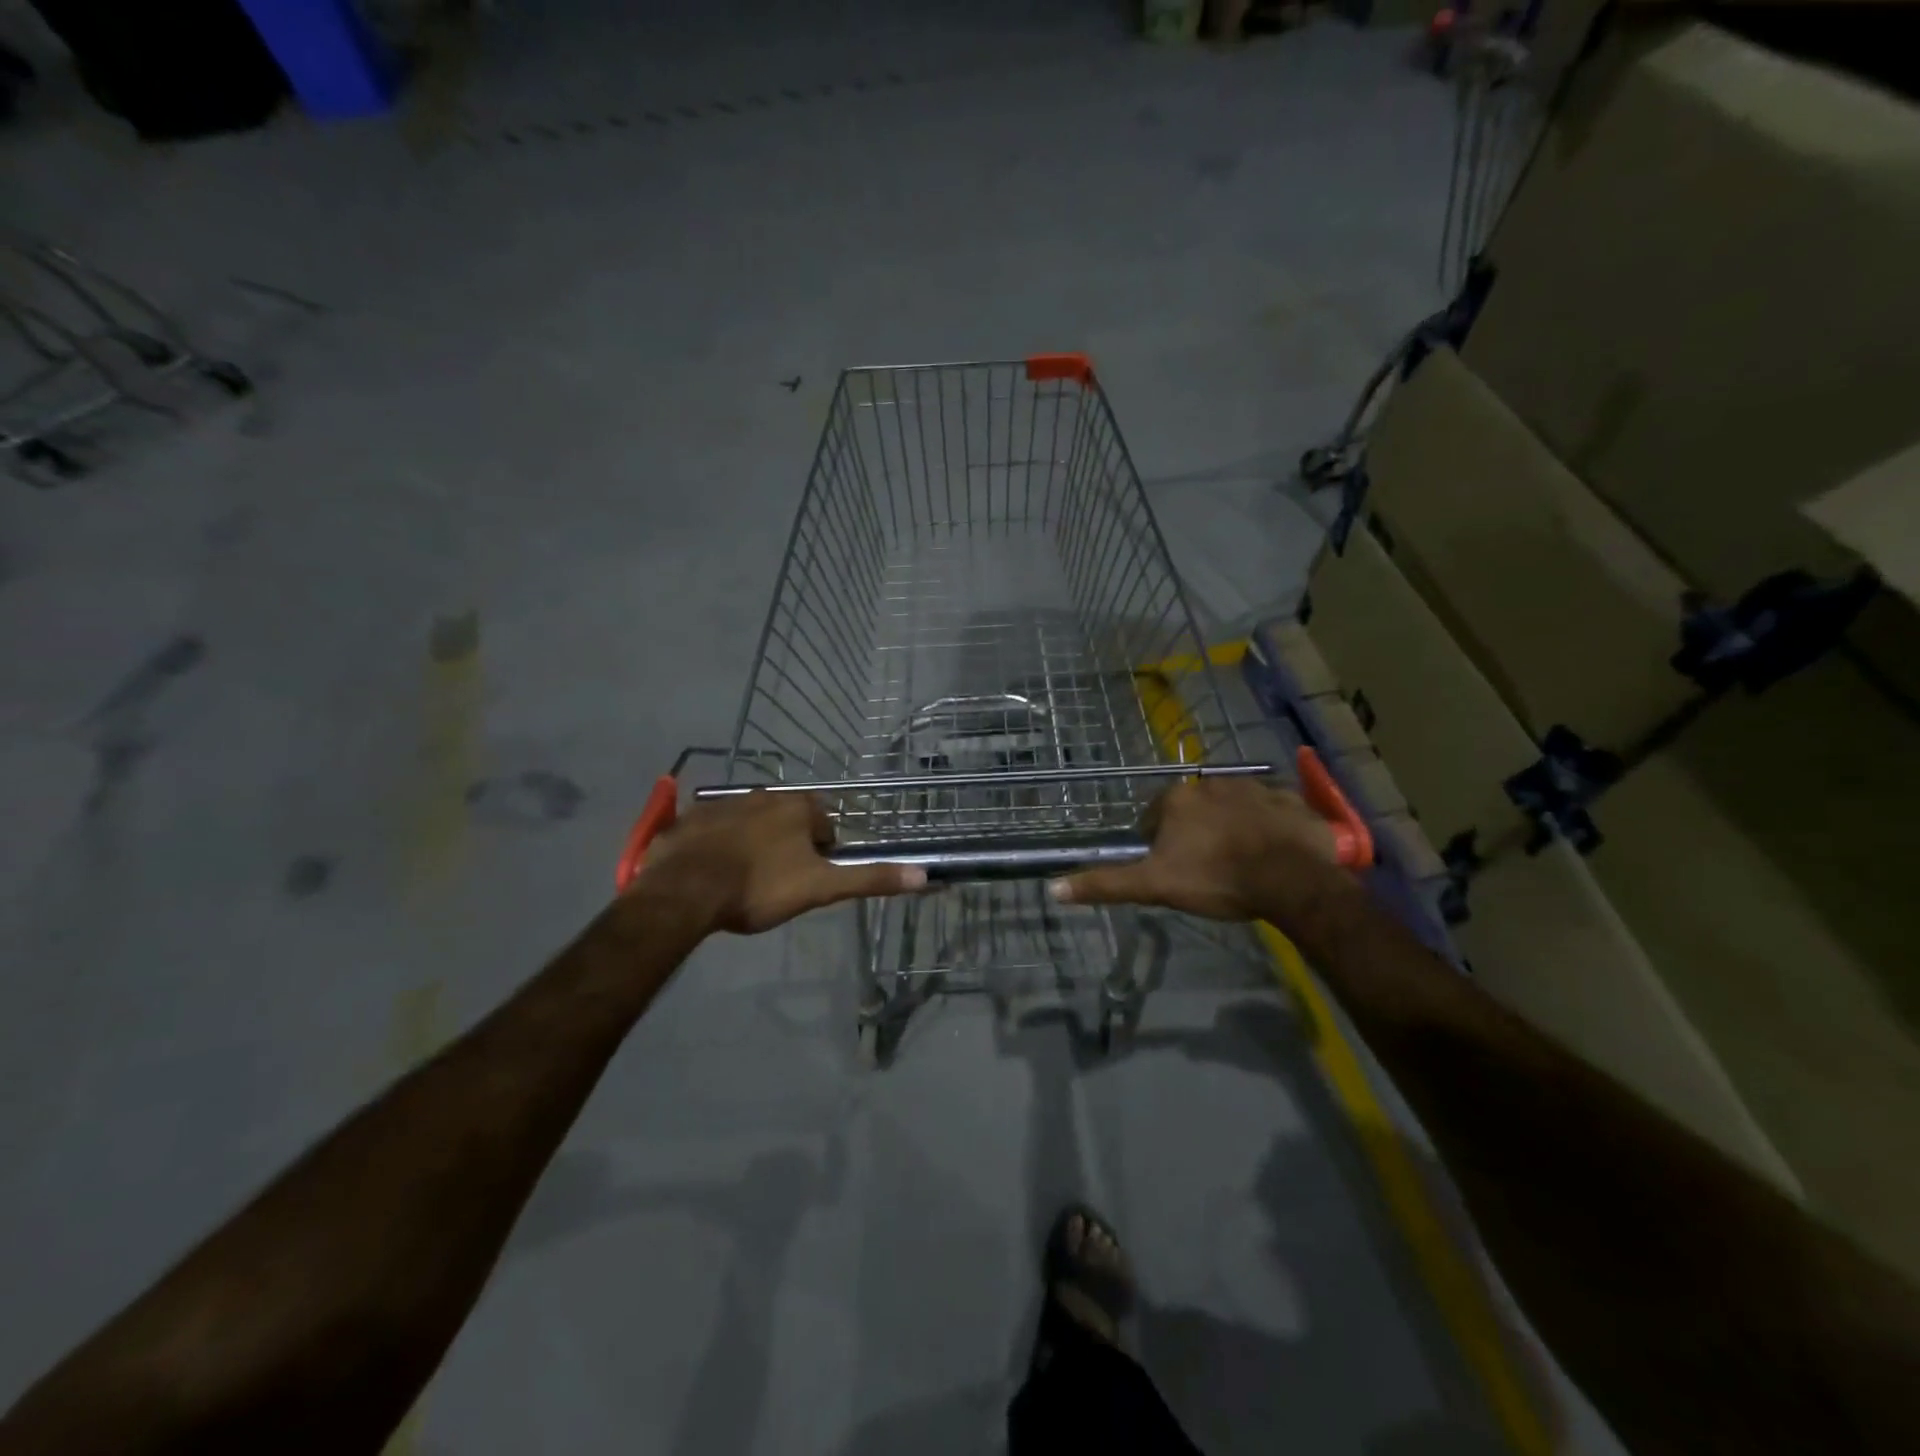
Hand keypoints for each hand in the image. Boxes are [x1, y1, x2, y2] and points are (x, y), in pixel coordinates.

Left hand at [632, 791, 925, 934]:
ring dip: (753, 844)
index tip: (807, 880)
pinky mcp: (691, 818)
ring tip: (743, 880)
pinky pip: (714, 829)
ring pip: (751, 823)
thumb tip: (925, 874)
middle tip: (775, 884)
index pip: (823, 826)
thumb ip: (870, 879)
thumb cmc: (760, 888)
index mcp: (798, 808)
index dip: (820, 854)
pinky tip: (711, 871)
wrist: (686, 891)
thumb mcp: (821, 888)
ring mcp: (724, 804)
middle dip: (787, 846)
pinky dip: (718, 845)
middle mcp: (764, 795)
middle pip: (787, 821)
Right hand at [1050, 776, 1343, 923]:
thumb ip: (1106, 884)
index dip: (1159, 843)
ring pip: (1234, 807)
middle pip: (1195, 809)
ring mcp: (1256, 788)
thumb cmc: (1216, 878)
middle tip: (1206, 868)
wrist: (1291, 880)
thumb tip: (1053, 888)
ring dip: (1232, 826)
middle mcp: (1213, 782)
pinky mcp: (1291, 801)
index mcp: (1178, 798)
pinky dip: (1271, 827)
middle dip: (1196, 832)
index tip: (1172, 868)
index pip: (1155, 816)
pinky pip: (1273, 811)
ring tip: (1240, 862)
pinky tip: (1274, 852)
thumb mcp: (1155, 885)